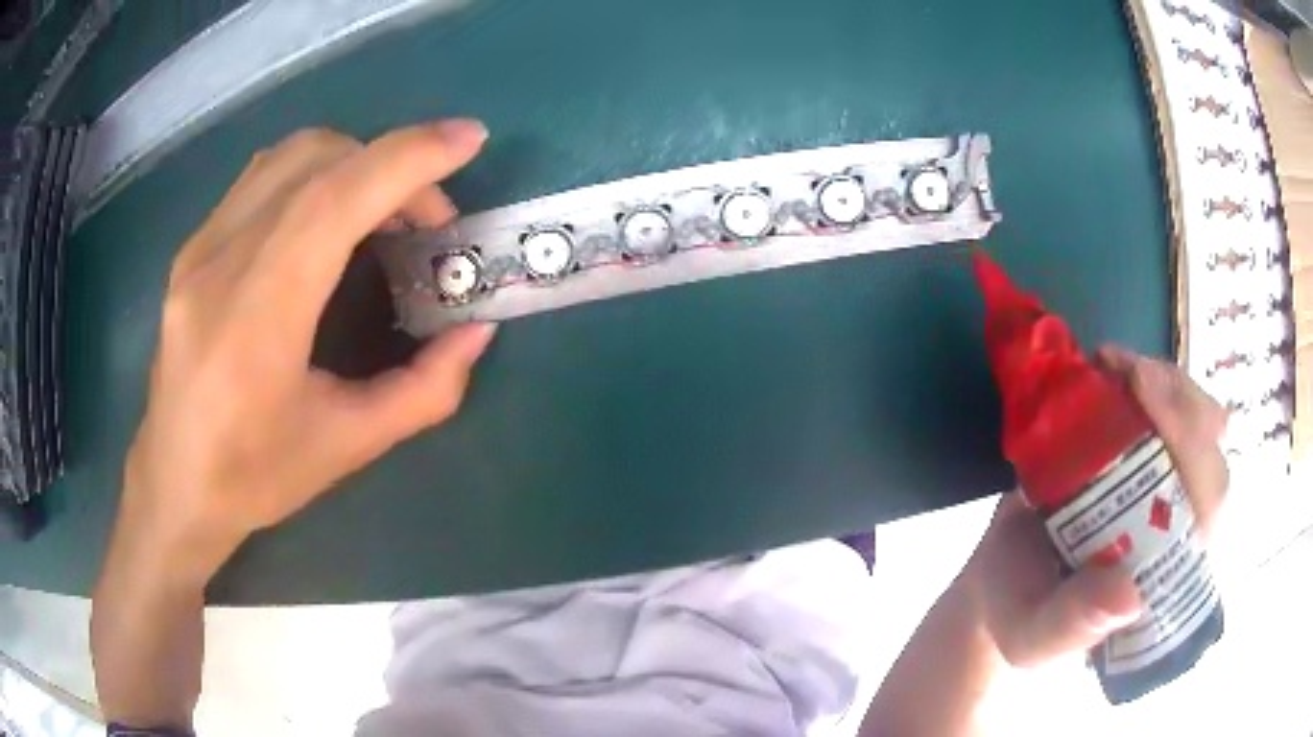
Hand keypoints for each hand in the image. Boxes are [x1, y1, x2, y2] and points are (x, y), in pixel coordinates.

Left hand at [114, 121, 495, 582]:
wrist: (174, 485)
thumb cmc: (255, 477)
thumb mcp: (349, 447)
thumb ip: (425, 390)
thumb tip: (476, 329)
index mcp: (256, 318)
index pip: (334, 199)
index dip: (408, 158)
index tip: (469, 140)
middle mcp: (219, 264)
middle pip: (317, 160)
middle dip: (391, 165)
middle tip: (425, 220)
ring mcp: (199, 248)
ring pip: (288, 156)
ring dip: (353, 162)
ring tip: (381, 212)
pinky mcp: (192, 248)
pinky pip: (262, 177)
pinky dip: (315, 174)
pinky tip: (328, 218)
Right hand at [960, 347, 1228, 666]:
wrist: (999, 581)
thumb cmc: (1019, 616)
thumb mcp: (1033, 639)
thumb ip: (1072, 627)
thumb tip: (1132, 595)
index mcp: (1168, 576)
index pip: (1209, 512)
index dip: (1194, 452)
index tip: (1148, 401)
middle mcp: (1179, 525)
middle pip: (1213, 454)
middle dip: (1181, 404)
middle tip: (1131, 376)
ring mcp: (1164, 484)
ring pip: (1198, 422)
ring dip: (1166, 383)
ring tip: (1114, 365)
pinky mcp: (1143, 454)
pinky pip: (1166, 408)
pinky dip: (1144, 377)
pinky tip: (1111, 367)